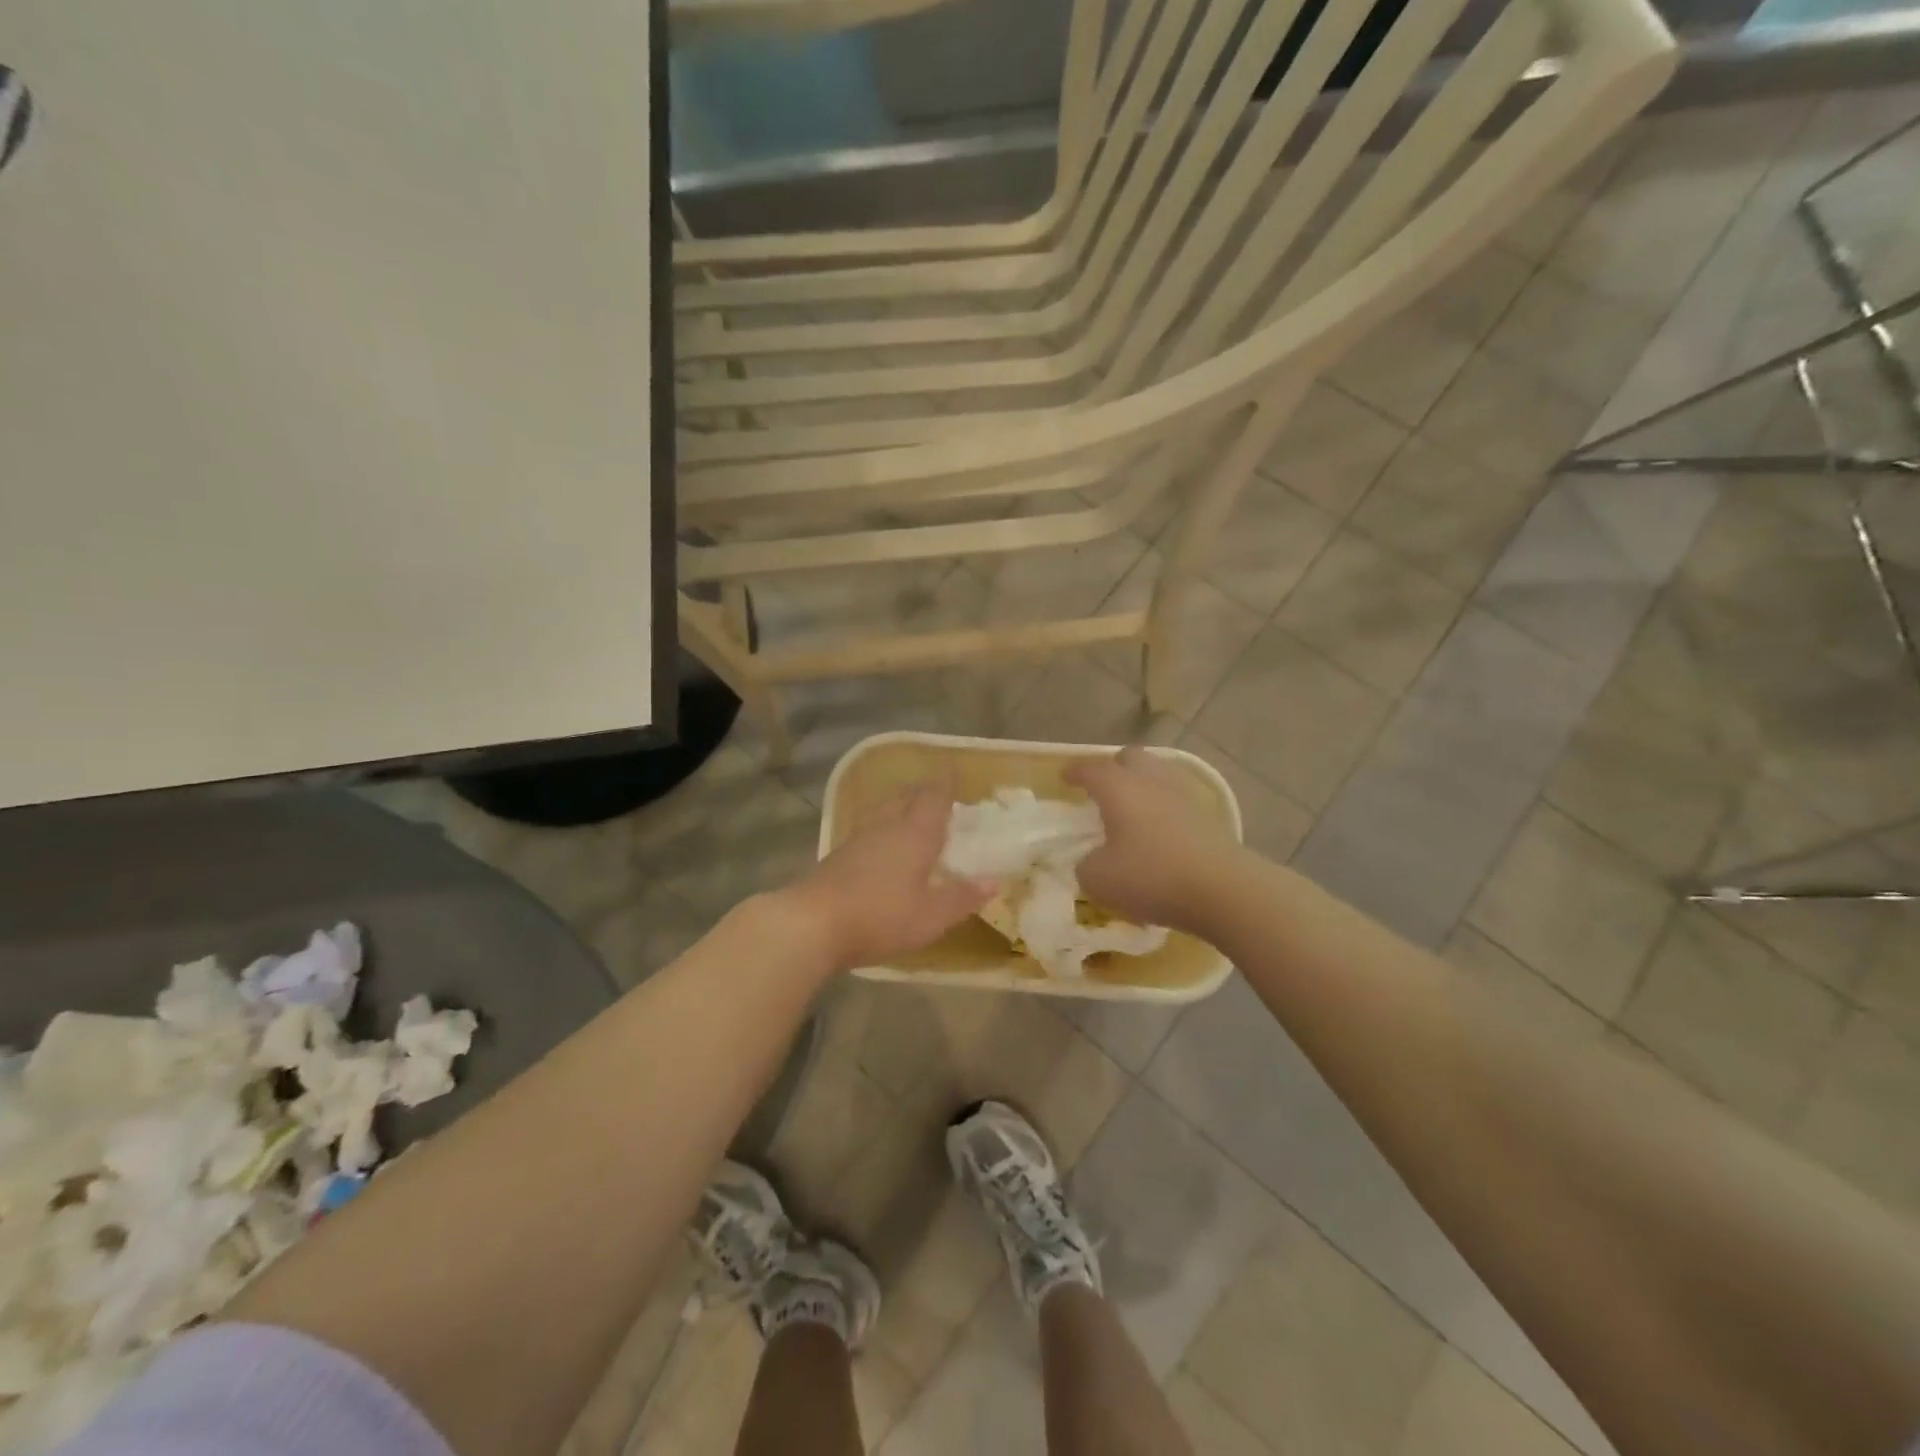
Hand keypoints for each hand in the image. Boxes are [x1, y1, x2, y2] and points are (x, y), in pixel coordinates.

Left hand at [784, 781, 991, 973]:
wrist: (812, 923)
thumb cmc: (881, 916)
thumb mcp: (931, 916)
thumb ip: (962, 897)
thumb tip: (994, 882)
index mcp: (915, 833)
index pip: (934, 797)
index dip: (945, 785)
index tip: (954, 774)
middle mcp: (887, 826)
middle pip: (906, 797)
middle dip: (923, 792)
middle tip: (937, 795)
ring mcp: (858, 838)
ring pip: (884, 810)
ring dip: (900, 806)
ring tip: (911, 813)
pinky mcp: (839, 854)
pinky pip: (869, 828)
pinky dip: (882, 827)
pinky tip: (882, 844)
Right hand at [1064, 746, 1243, 935]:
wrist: (1223, 890)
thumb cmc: (1152, 877)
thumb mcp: (1099, 879)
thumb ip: (1086, 866)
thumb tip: (1092, 860)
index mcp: (1119, 788)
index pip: (1091, 769)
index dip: (1075, 772)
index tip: (1064, 778)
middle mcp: (1152, 781)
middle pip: (1131, 758)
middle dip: (1113, 768)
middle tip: (1101, 789)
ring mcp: (1184, 796)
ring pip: (1158, 774)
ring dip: (1141, 784)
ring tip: (1131, 807)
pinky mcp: (1208, 817)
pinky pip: (1177, 799)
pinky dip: (1163, 806)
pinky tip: (1158, 828)